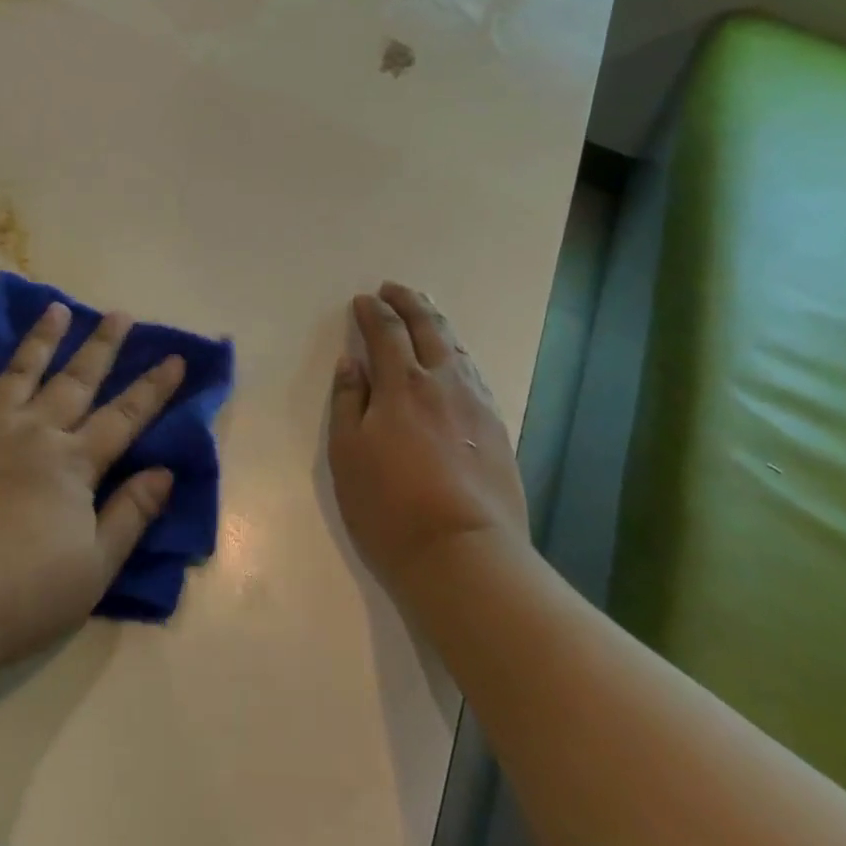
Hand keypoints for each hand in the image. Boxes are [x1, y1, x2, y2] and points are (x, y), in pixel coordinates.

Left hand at [0, 303, 184, 667]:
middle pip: (75, 381)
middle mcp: (34, 432)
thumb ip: (131, 515)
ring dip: (41, 340)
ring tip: (56, 308)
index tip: (175, 358)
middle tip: (118, 314)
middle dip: (101, 346)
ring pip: (19, 373)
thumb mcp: (94, 567)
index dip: (153, 388)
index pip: (124, 417)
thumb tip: (166, 472)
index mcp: (73, 463)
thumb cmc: (22, 594)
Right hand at [329, 282, 527, 595]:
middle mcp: (443, 383)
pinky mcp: (498, 430)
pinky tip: (456, 363)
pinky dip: (458, 356)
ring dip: (437, 326)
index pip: (386, 332)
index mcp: (402, 384)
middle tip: (394, 289)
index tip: (362, 301)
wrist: (465, 556)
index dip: (372, 312)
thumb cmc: (389, 506)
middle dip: (409, 303)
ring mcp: (477, 405)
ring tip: (426, 316)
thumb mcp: (347, 454)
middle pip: (428, 329)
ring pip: (457, 350)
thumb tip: (351, 363)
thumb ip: (348, 402)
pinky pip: (475, 375)